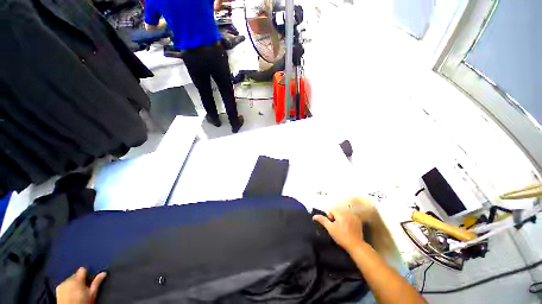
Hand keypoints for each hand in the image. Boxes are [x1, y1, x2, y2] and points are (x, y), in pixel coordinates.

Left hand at [56, 267, 106, 303]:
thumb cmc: (83, 302)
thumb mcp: (92, 294)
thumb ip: (97, 282)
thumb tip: (104, 272)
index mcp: (78, 279)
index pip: (82, 269)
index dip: (86, 273)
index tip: (89, 279)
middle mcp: (68, 279)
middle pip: (75, 275)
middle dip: (79, 279)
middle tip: (83, 287)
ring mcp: (62, 284)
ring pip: (69, 280)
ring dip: (73, 283)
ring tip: (76, 291)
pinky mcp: (57, 289)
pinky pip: (64, 284)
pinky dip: (67, 287)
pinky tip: (69, 293)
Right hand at [313, 209, 364, 252]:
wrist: (356, 246)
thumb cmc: (341, 237)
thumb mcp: (330, 228)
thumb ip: (322, 220)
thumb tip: (314, 216)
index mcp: (341, 213)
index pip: (332, 211)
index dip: (330, 218)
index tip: (332, 226)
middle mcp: (348, 213)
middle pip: (338, 213)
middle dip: (336, 219)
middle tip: (337, 229)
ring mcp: (354, 217)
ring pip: (344, 216)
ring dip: (342, 220)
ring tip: (343, 230)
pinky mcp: (359, 222)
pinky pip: (350, 218)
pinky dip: (348, 222)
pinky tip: (349, 229)